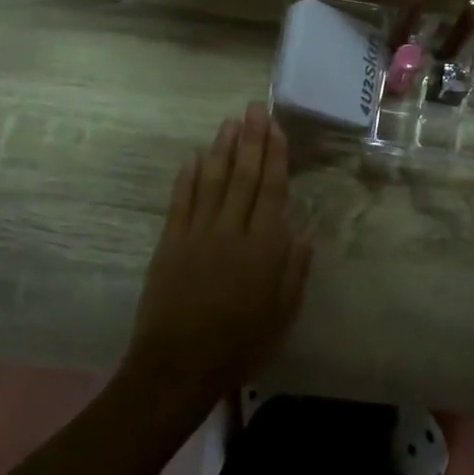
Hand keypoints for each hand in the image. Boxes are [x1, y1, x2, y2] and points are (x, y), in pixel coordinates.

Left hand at [123, 104, 312, 409]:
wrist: (178, 365)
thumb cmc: (238, 345)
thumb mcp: (281, 315)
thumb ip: (294, 271)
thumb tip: (303, 233)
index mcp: (263, 248)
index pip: (271, 189)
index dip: (275, 156)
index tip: (276, 128)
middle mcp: (231, 231)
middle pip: (243, 176)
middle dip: (251, 139)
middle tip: (254, 109)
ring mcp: (197, 233)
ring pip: (212, 180)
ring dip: (222, 149)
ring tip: (229, 122)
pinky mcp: (170, 242)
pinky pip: (181, 200)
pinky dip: (188, 176)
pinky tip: (194, 156)